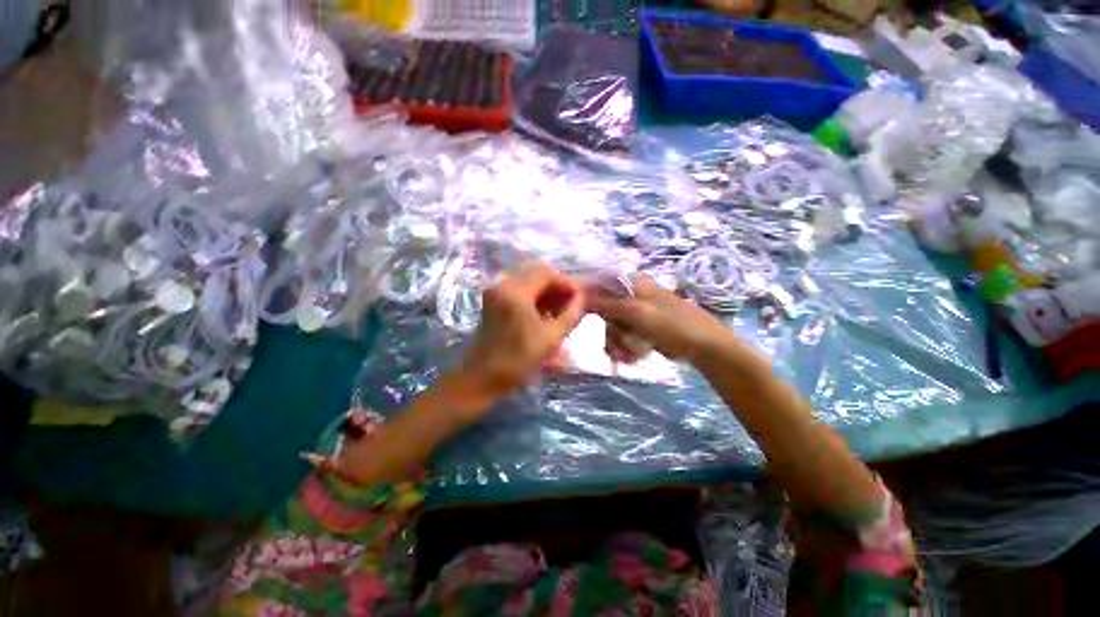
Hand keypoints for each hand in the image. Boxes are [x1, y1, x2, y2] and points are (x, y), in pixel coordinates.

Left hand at [459, 262, 584, 397]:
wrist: (483, 377)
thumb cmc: (519, 359)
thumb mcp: (551, 338)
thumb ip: (571, 314)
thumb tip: (582, 297)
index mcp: (516, 292)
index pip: (547, 274)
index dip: (567, 283)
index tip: (580, 298)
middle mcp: (503, 285)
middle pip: (537, 274)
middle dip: (557, 287)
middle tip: (571, 305)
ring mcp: (496, 292)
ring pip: (528, 282)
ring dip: (546, 293)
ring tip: (560, 311)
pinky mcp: (493, 301)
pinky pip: (519, 290)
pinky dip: (534, 298)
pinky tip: (544, 313)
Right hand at [587, 276, 732, 363]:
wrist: (704, 346)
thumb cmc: (673, 325)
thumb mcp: (638, 313)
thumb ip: (609, 304)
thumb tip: (581, 296)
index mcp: (633, 283)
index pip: (601, 285)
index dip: (589, 300)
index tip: (581, 317)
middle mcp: (632, 294)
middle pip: (605, 310)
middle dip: (609, 331)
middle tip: (616, 346)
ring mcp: (638, 311)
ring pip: (613, 325)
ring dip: (617, 343)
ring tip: (627, 356)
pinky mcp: (642, 326)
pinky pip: (624, 335)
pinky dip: (625, 347)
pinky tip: (632, 356)